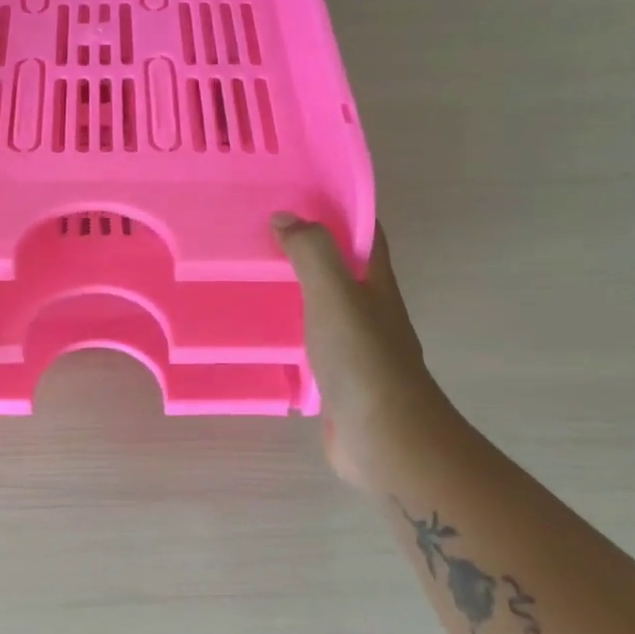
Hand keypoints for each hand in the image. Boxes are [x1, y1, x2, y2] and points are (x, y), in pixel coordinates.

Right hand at [273, 215, 437, 489]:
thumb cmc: (362, 359)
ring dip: (294, 289)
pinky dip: (287, 329)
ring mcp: (354, 345)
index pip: (363, 233)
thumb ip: (312, 253)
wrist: (385, 439)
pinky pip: (309, 341)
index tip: (297, 193)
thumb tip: (285, 217)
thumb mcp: (335, 294)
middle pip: (340, 267)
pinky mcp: (336, 377)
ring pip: (322, 305)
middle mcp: (368, 309)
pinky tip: (258, 330)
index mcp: (375, 282)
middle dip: (307, 248)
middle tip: (257, 233)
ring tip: (249, 275)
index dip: (338, 209)